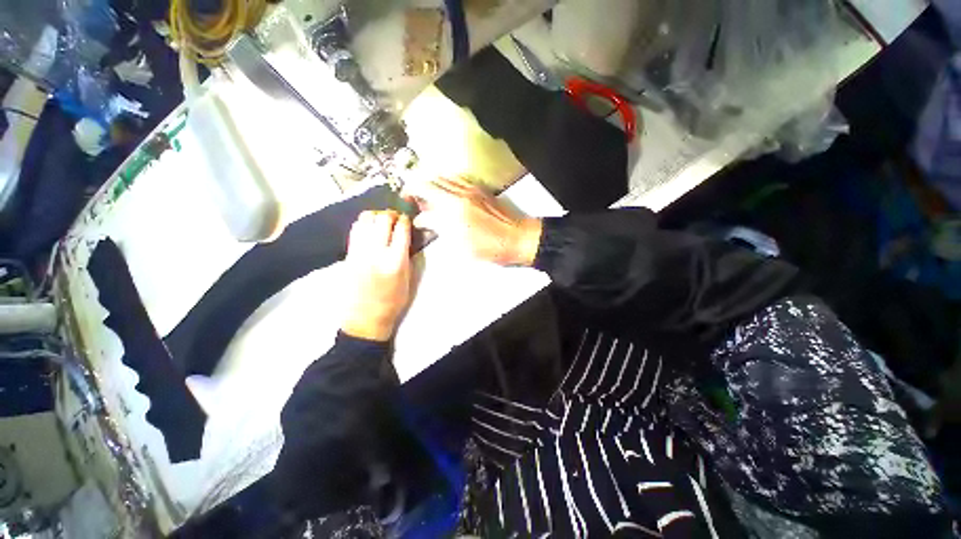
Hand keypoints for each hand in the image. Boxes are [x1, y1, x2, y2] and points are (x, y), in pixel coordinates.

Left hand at [342, 211, 412, 341]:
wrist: (366, 317)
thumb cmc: (393, 301)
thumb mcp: (408, 279)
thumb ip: (408, 254)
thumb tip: (410, 235)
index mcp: (395, 261)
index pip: (401, 230)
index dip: (405, 220)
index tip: (407, 218)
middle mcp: (376, 253)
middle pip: (382, 219)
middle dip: (391, 214)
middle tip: (396, 217)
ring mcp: (359, 252)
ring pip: (365, 220)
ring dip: (376, 216)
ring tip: (382, 221)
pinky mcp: (348, 254)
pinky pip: (355, 230)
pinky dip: (363, 223)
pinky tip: (370, 228)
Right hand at [404, 177, 542, 265]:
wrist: (516, 237)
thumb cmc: (489, 248)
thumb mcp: (461, 245)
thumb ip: (440, 229)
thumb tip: (423, 220)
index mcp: (453, 210)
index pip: (424, 199)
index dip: (412, 204)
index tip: (409, 210)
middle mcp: (459, 194)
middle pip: (429, 182)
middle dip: (415, 188)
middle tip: (411, 199)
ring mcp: (470, 189)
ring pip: (442, 177)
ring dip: (429, 183)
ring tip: (425, 195)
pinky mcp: (479, 188)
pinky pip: (456, 178)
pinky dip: (445, 182)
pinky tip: (444, 191)